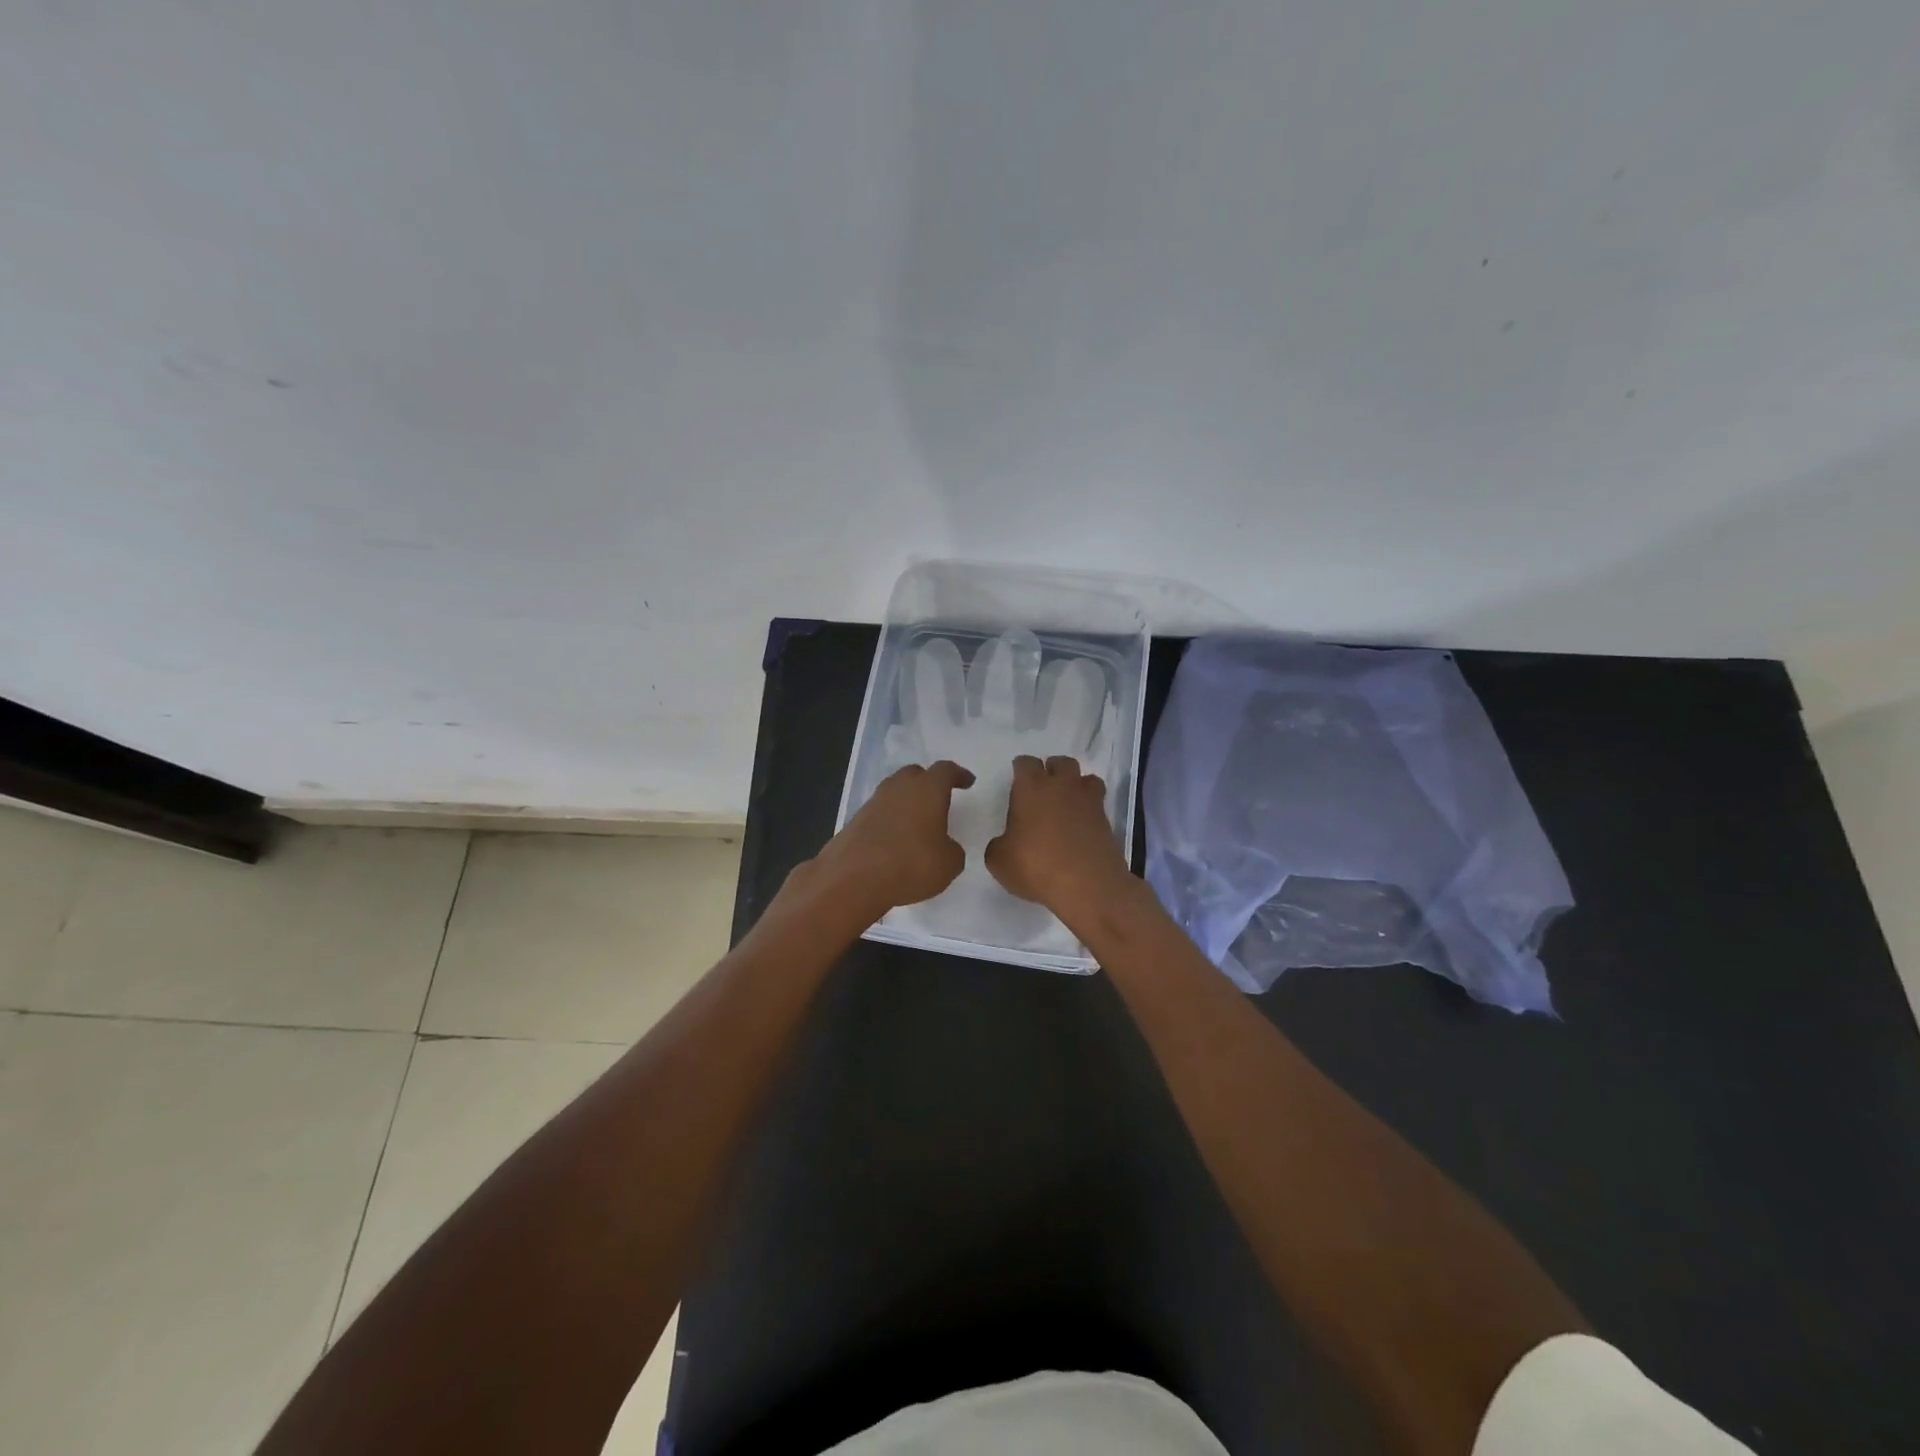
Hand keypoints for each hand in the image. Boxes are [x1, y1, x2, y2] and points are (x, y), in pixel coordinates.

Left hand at [810, 761, 975, 918]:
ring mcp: (874, 802)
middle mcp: (899, 787)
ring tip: (918, 822)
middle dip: (929, 783)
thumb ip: (952, 849)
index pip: (946, 771)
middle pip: (915, 774)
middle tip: (939, 798)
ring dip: (907, 801)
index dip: (958, 775)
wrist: (852, 878)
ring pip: (895, 792)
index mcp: (927, 789)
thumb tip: (945, 846)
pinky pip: (880, 812)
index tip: (967, 781)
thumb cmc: (910, 864)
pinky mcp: (856, 820)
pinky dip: (891, 819)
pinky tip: (896, 839)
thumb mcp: (949, 864)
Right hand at [985, 755, 1131, 921]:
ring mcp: (1088, 802)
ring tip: (1068, 804)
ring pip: (1087, 778)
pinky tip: (1081, 828)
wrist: (1087, 885)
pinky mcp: (1107, 821)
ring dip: (1077, 786)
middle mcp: (1062, 787)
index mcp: (1031, 788)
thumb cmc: (1035, 866)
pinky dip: (1090, 811)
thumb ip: (999, 845)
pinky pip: (1098, 805)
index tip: (1017, 781)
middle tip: (1044, 790)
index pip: (1025, 763)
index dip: (1021, 769)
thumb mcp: (999, 861)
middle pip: (1061, 763)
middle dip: (1052, 771)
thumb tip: (1006, 843)